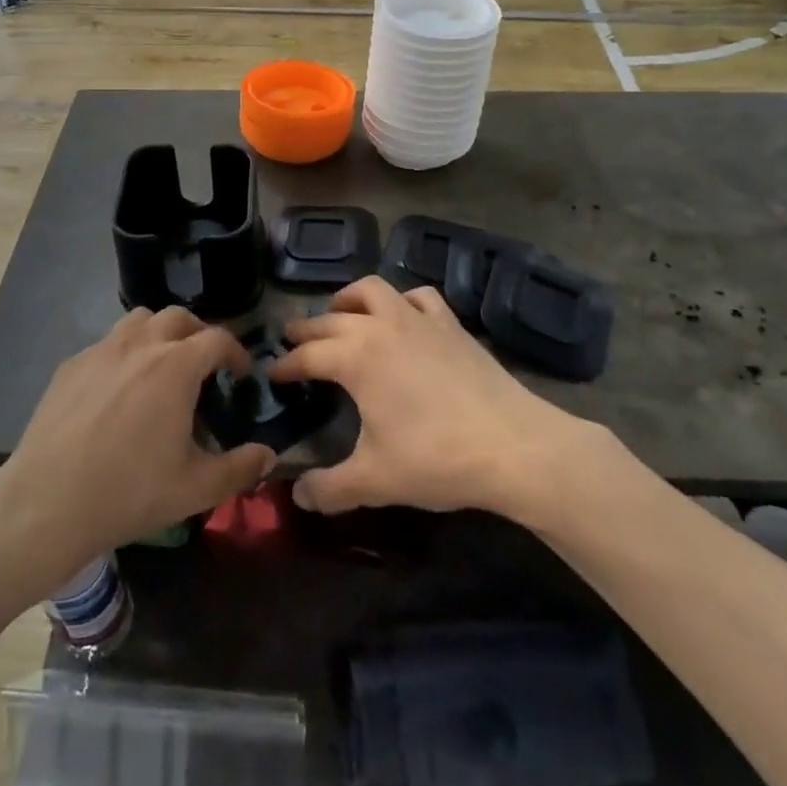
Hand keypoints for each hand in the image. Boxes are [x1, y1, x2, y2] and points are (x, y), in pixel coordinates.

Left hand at [0, 307, 274, 574]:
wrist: (46, 504)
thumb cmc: (129, 492)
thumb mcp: (194, 489)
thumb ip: (239, 468)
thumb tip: (269, 454)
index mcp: (176, 366)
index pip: (217, 338)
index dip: (236, 352)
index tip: (240, 373)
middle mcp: (140, 345)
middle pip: (179, 317)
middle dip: (199, 333)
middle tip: (205, 364)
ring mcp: (101, 351)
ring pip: (139, 320)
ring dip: (159, 333)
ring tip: (162, 365)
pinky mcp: (70, 365)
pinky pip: (106, 344)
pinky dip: (124, 353)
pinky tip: (118, 389)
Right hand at [270, 276, 595, 516]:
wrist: (514, 446)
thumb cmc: (437, 459)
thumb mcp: (375, 481)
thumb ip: (329, 488)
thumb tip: (297, 495)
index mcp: (355, 358)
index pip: (307, 355)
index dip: (285, 365)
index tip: (272, 374)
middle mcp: (380, 326)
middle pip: (331, 319)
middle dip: (306, 329)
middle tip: (292, 341)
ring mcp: (418, 319)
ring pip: (372, 290)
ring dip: (348, 300)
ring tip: (339, 315)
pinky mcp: (450, 324)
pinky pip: (418, 296)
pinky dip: (401, 301)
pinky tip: (402, 316)